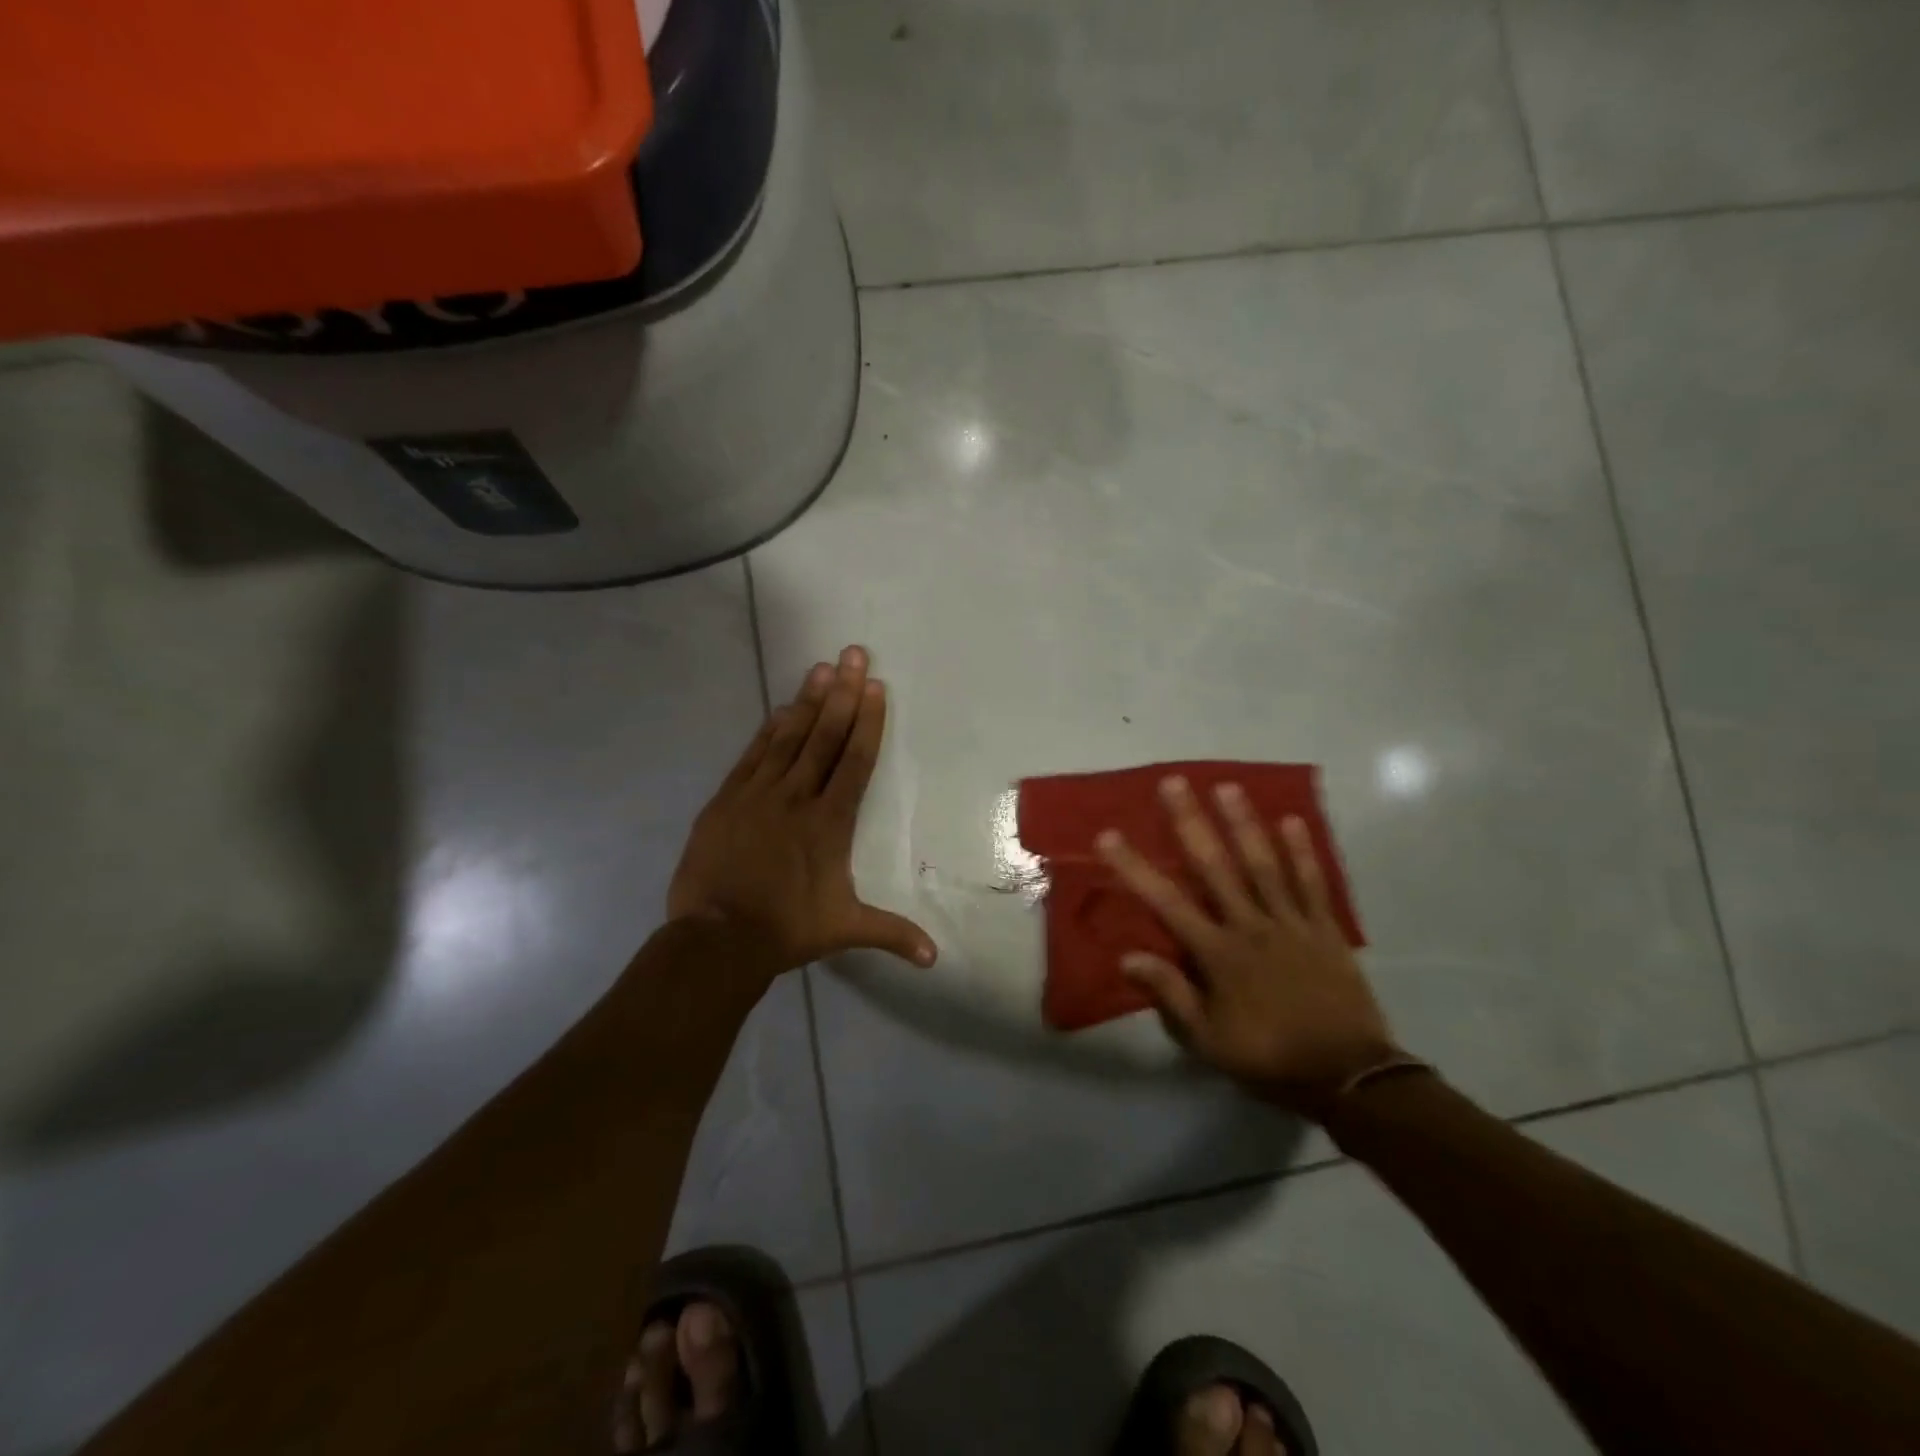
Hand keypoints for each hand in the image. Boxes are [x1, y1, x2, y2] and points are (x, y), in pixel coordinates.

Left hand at [668, 645, 936, 977]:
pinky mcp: (727, 800)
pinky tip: (780, 709)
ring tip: (822, 669)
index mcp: (830, 821)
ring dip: (807, 701)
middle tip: (853, 655)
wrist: (717, 938)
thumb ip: (892, 934)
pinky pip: (753, 756)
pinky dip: (768, 731)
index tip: (875, 687)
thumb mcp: (845, 929)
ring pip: (789, 738)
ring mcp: (758, 794)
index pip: (855, 760)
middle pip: (825, 736)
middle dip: (843, 694)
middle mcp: (797, 797)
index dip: (867, 721)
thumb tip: (936, 958)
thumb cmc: (787, 929)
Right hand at [1096, 775, 1401, 1116]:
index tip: (1109, 836)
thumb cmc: (1269, 1058)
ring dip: (1243, 824)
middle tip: (1174, 782)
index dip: (1135, 868)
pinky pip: (1312, 884)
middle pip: (1215, 867)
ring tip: (1227, 786)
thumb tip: (1127, 957)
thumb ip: (1171, 993)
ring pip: (1263, 865)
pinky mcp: (1325, 929)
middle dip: (1191, 823)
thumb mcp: (1209, 1040)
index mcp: (1218, 954)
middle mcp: (1250, 926)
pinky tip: (1292, 821)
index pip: (1167, 902)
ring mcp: (1291, 924)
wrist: (1350, 1077)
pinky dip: (1302, 852)